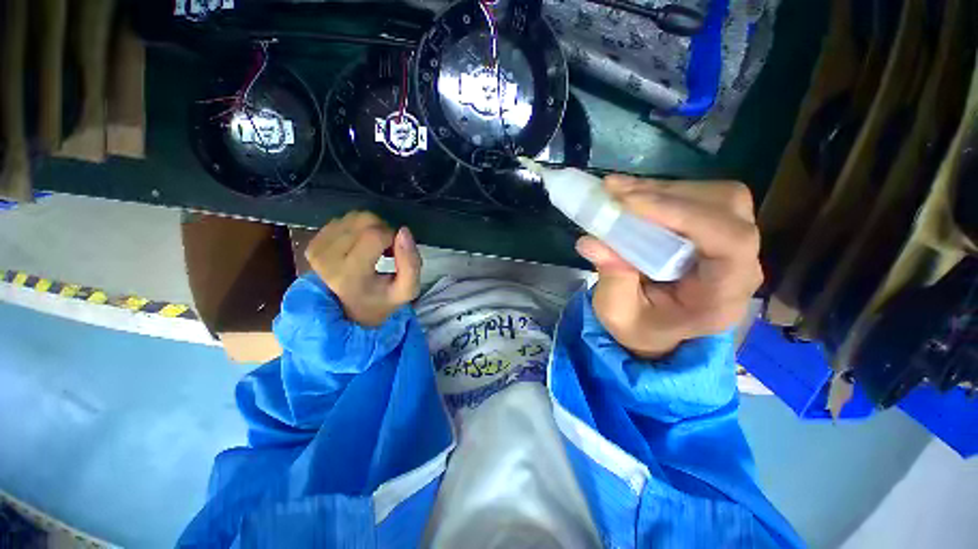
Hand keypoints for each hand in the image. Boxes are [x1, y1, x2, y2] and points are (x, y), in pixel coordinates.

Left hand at [305, 211, 421, 326]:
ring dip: (372, 228)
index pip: (375, 235)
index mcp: (349, 275)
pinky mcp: (313, 243)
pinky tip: (361, 246)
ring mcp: (316, 249)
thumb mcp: (407, 290)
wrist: (352, 311)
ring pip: (355, 217)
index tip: (395, 253)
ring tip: (375, 249)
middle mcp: (327, 259)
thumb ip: (411, 263)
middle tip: (388, 250)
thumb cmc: (383, 300)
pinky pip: (343, 220)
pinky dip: (358, 228)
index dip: (393, 237)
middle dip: (384, 230)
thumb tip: (403, 230)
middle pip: (365, 221)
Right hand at [576, 176, 762, 357]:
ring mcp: (731, 246)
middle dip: (666, 195)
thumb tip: (590, 241)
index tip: (628, 203)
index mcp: (722, 297)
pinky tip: (632, 196)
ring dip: (663, 190)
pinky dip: (662, 192)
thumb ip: (611, 279)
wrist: (657, 330)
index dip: (682, 213)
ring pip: (714, 197)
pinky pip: (699, 198)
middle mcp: (739, 266)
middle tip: (615, 191)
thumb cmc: (640, 327)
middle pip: (725, 209)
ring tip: (619, 192)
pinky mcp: (714, 232)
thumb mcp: (618, 313)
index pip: (730, 242)